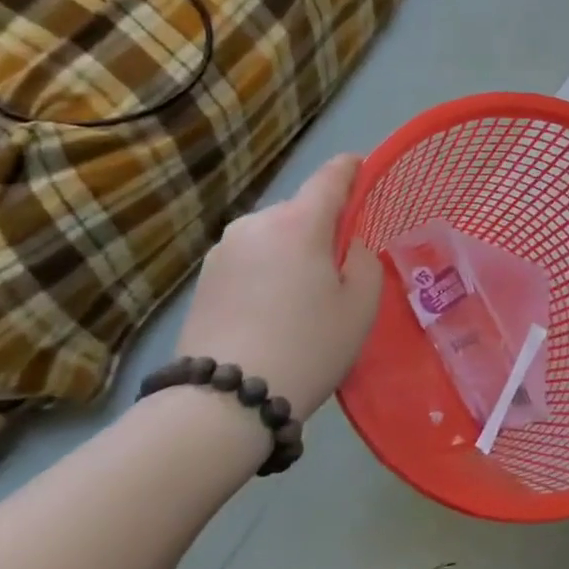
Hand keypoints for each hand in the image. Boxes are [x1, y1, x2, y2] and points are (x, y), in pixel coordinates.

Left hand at [176, 154, 382, 419]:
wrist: (223, 402)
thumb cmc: (308, 345)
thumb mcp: (361, 304)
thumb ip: (365, 261)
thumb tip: (348, 247)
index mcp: (299, 222)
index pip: (330, 177)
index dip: (351, 168)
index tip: (362, 167)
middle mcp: (256, 223)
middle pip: (300, 210)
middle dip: (321, 226)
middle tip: (340, 265)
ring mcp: (223, 251)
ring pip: (273, 237)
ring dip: (291, 251)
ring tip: (303, 296)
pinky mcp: (203, 280)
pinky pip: (250, 261)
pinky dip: (267, 272)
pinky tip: (273, 311)